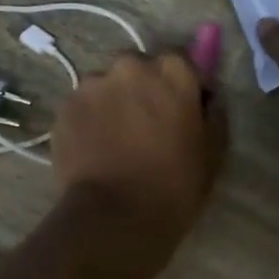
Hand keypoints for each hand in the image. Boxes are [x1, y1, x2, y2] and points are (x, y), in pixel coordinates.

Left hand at [51, 51, 227, 274]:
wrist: (114, 217)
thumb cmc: (174, 187)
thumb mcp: (212, 154)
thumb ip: (213, 116)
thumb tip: (208, 100)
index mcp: (173, 72)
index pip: (181, 61)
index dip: (181, 85)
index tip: (181, 110)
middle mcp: (130, 66)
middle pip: (139, 69)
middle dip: (143, 90)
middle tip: (146, 126)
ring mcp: (92, 85)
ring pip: (106, 86)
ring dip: (113, 104)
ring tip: (115, 141)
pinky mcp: (64, 107)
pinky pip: (82, 107)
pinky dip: (89, 121)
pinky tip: (94, 150)